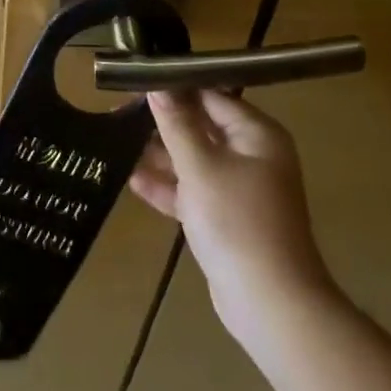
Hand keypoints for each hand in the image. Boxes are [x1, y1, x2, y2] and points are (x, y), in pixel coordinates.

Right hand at [131, 90, 336, 363]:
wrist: (272, 309)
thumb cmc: (237, 223)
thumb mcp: (200, 167)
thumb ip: (176, 124)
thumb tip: (157, 83)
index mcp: (256, 134)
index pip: (211, 96)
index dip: (175, 87)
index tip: (138, 81)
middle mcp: (251, 155)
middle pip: (201, 127)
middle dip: (163, 122)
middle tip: (120, 112)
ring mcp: (239, 189)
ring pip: (194, 160)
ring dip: (160, 155)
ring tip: (118, 142)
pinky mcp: (226, 219)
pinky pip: (193, 191)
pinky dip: (168, 186)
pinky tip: (133, 180)